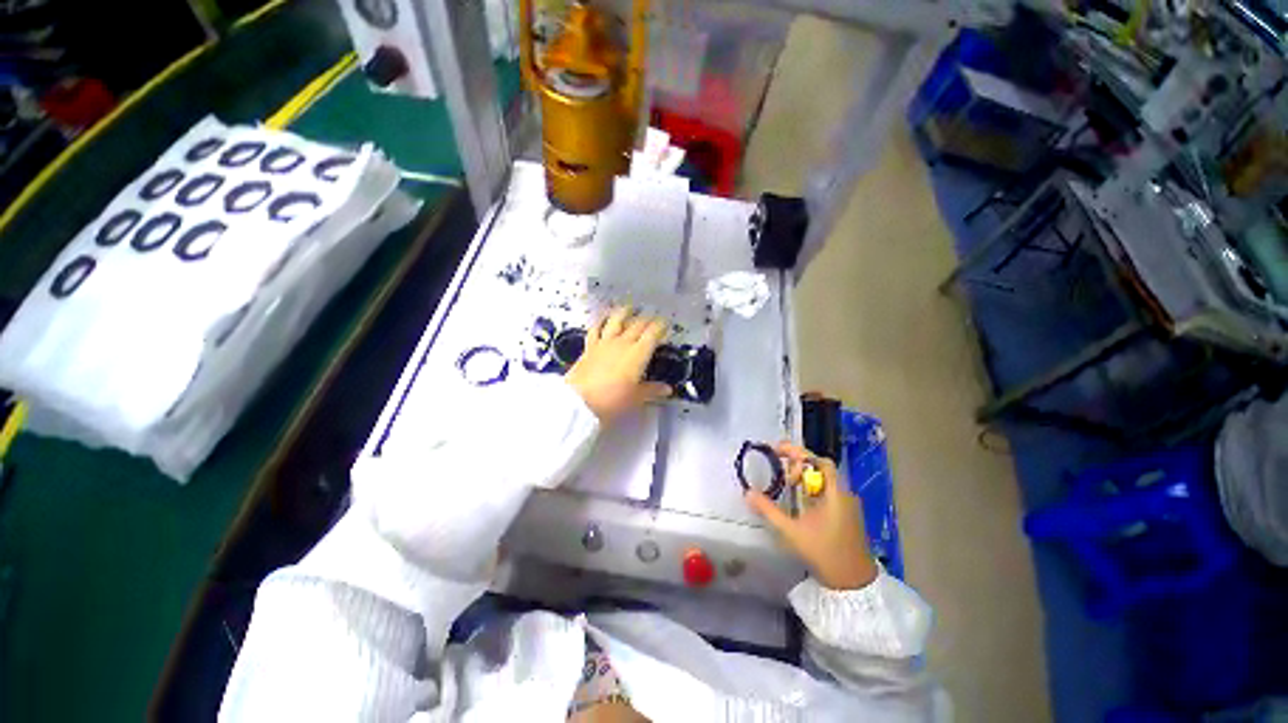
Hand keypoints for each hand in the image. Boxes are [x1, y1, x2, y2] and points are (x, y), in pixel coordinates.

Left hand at [565, 306, 671, 422]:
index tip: (665, 324)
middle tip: (652, 318)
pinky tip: (602, 320)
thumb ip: (652, 390)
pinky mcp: (589, 347)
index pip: (653, 333)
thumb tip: (667, 389)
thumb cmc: (613, 400)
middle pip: (637, 324)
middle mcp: (623, 343)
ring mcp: (604, 343)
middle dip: (647, 319)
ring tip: (629, 307)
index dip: (660, 326)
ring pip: (616, 320)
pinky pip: (596, 329)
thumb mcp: (636, 398)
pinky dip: (600, 322)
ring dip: (624, 312)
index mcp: (638, 353)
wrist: (580, 402)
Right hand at [744, 442, 878, 590]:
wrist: (854, 584)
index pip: (818, 461)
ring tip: (786, 482)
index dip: (798, 453)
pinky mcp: (847, 514)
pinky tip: (800, 499)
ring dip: (805, 476)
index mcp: (835, 493)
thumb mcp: (791, 532)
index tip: (778, 452)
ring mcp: (848, 504)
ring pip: (824, 479)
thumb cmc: (824, 553)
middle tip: (779, 468)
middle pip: (821, 467)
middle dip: (799, 464)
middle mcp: (844, 494)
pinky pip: (828, 491)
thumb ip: (768, 510)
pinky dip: (812, 488)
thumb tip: (748, 492)